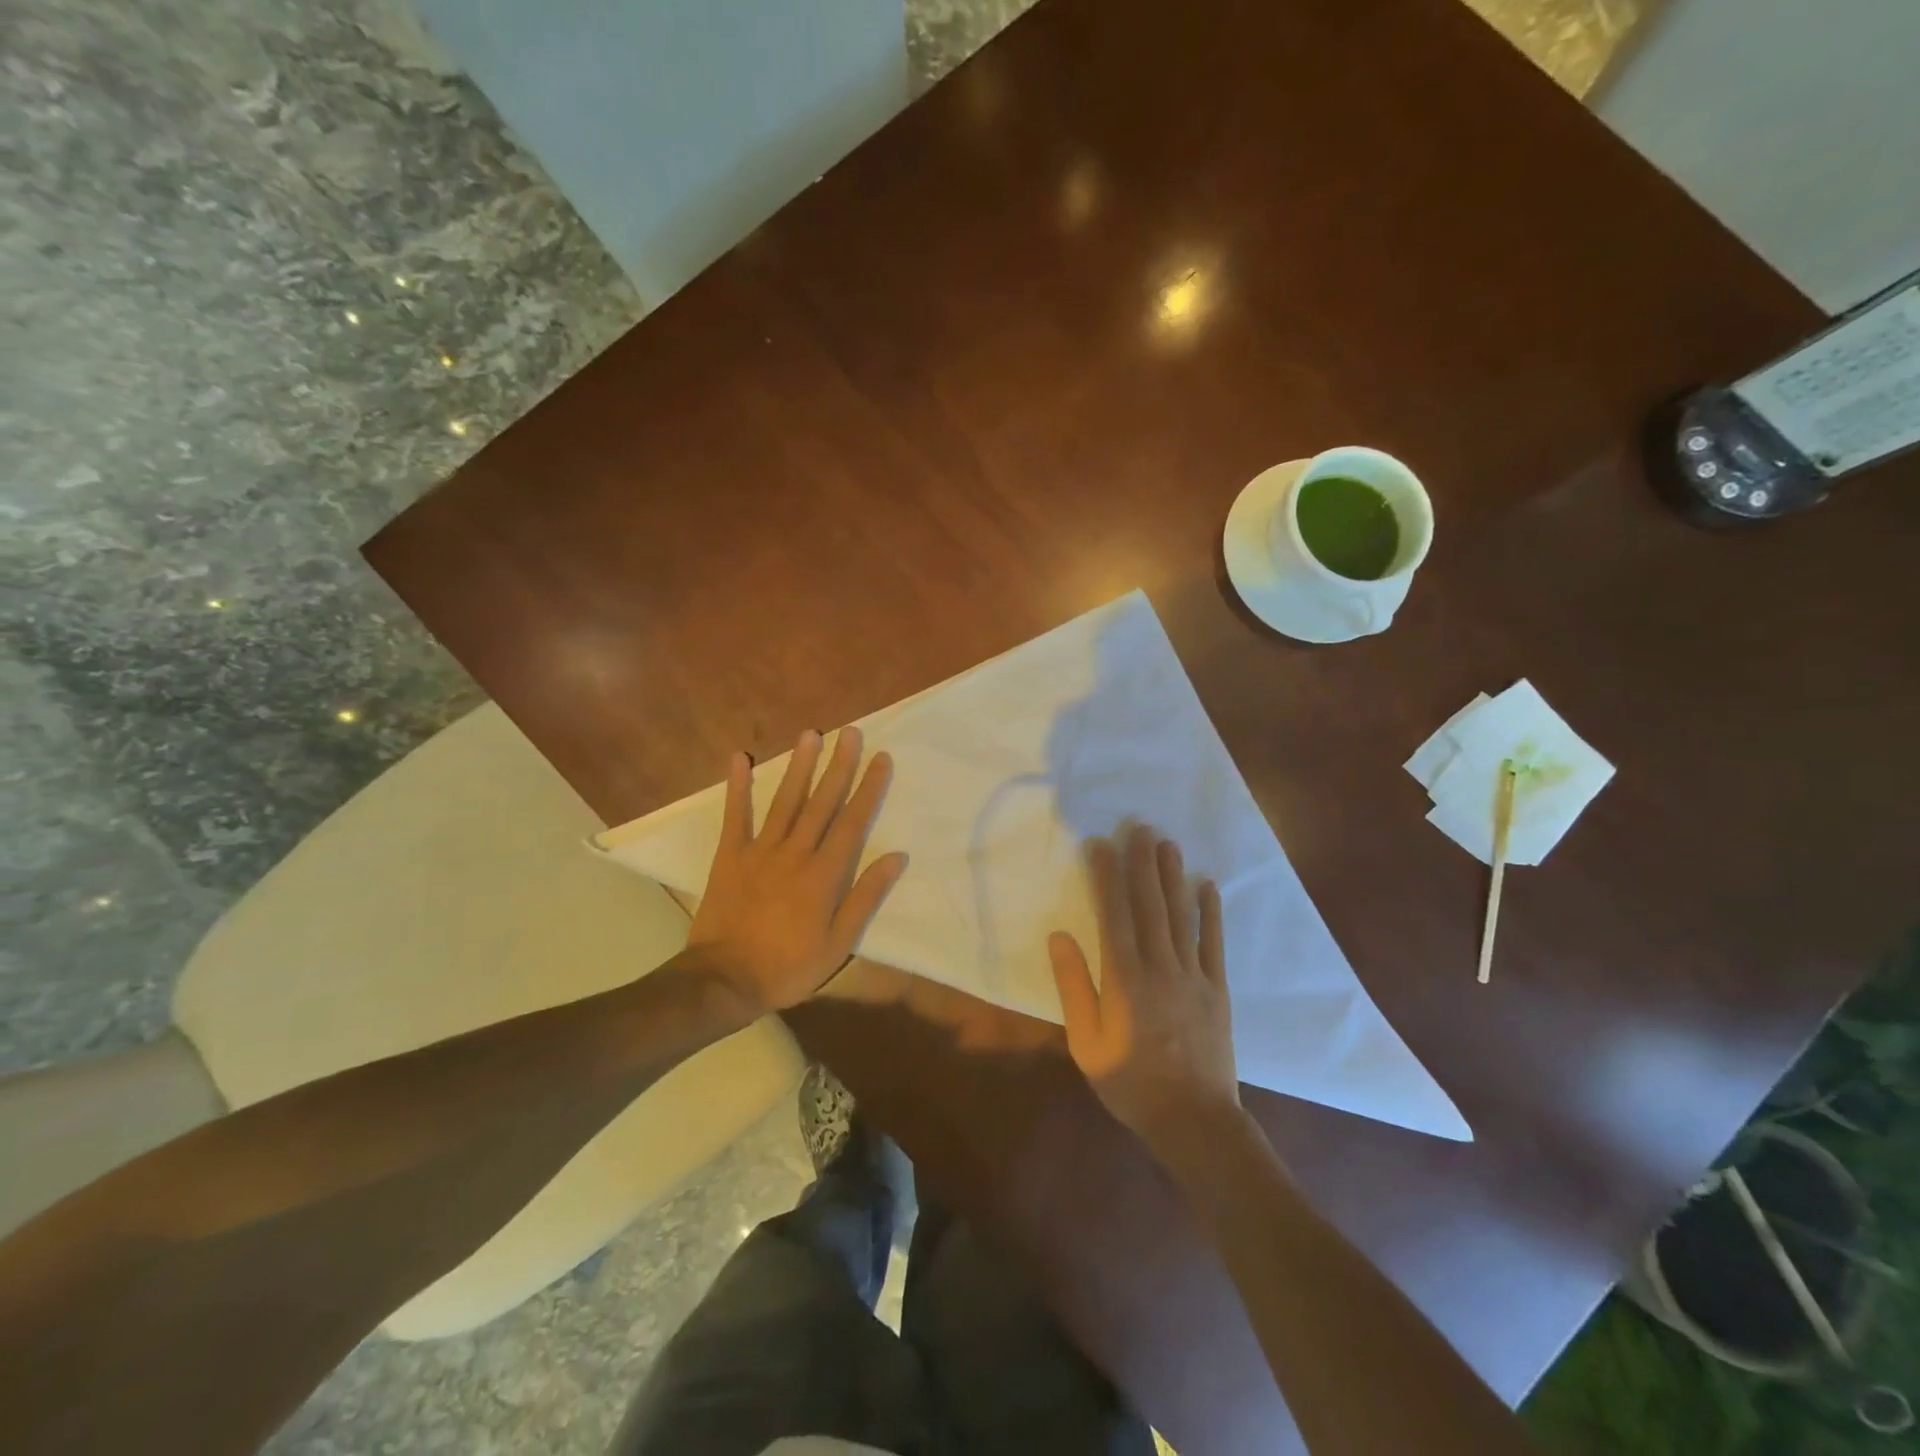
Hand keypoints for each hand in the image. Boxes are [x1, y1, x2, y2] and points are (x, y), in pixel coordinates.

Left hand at [687, 727, 907, 1019]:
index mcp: (824, 874)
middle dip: (839, 765)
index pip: (853, 821)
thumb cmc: (788, 966)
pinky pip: (735, 815)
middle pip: (822, 802)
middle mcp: (795, 852)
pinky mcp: (730, 855)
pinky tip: (740, 758)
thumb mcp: (839, 943)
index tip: (881, 759)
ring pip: (785, 800)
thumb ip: (866, 897)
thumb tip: (896, 857)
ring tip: (811, 734)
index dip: (869, 788)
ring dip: (799, 766)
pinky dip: (737, 786)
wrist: (724, 980)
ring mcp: (760, 850)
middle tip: (851, 732)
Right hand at [1049, 825, 1239, 1155]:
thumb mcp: (1086, 1042)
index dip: (1107, 877)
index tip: (1101, 845)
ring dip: (1173, 877)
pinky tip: (1207, 885)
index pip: (1114, 914)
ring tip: (1166, 844)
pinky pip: (1214, 942)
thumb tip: (1060, 936)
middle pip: (1150, 905)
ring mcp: (1193, 975)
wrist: (1194, 1121)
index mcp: (1125, 979)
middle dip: (1142, 863)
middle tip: (1138, 827)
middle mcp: (1160, 966)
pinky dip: (1211, 912)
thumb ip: (1073, 987)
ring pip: (1181, 915)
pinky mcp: (1217, 988)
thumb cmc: (1130, 1082)